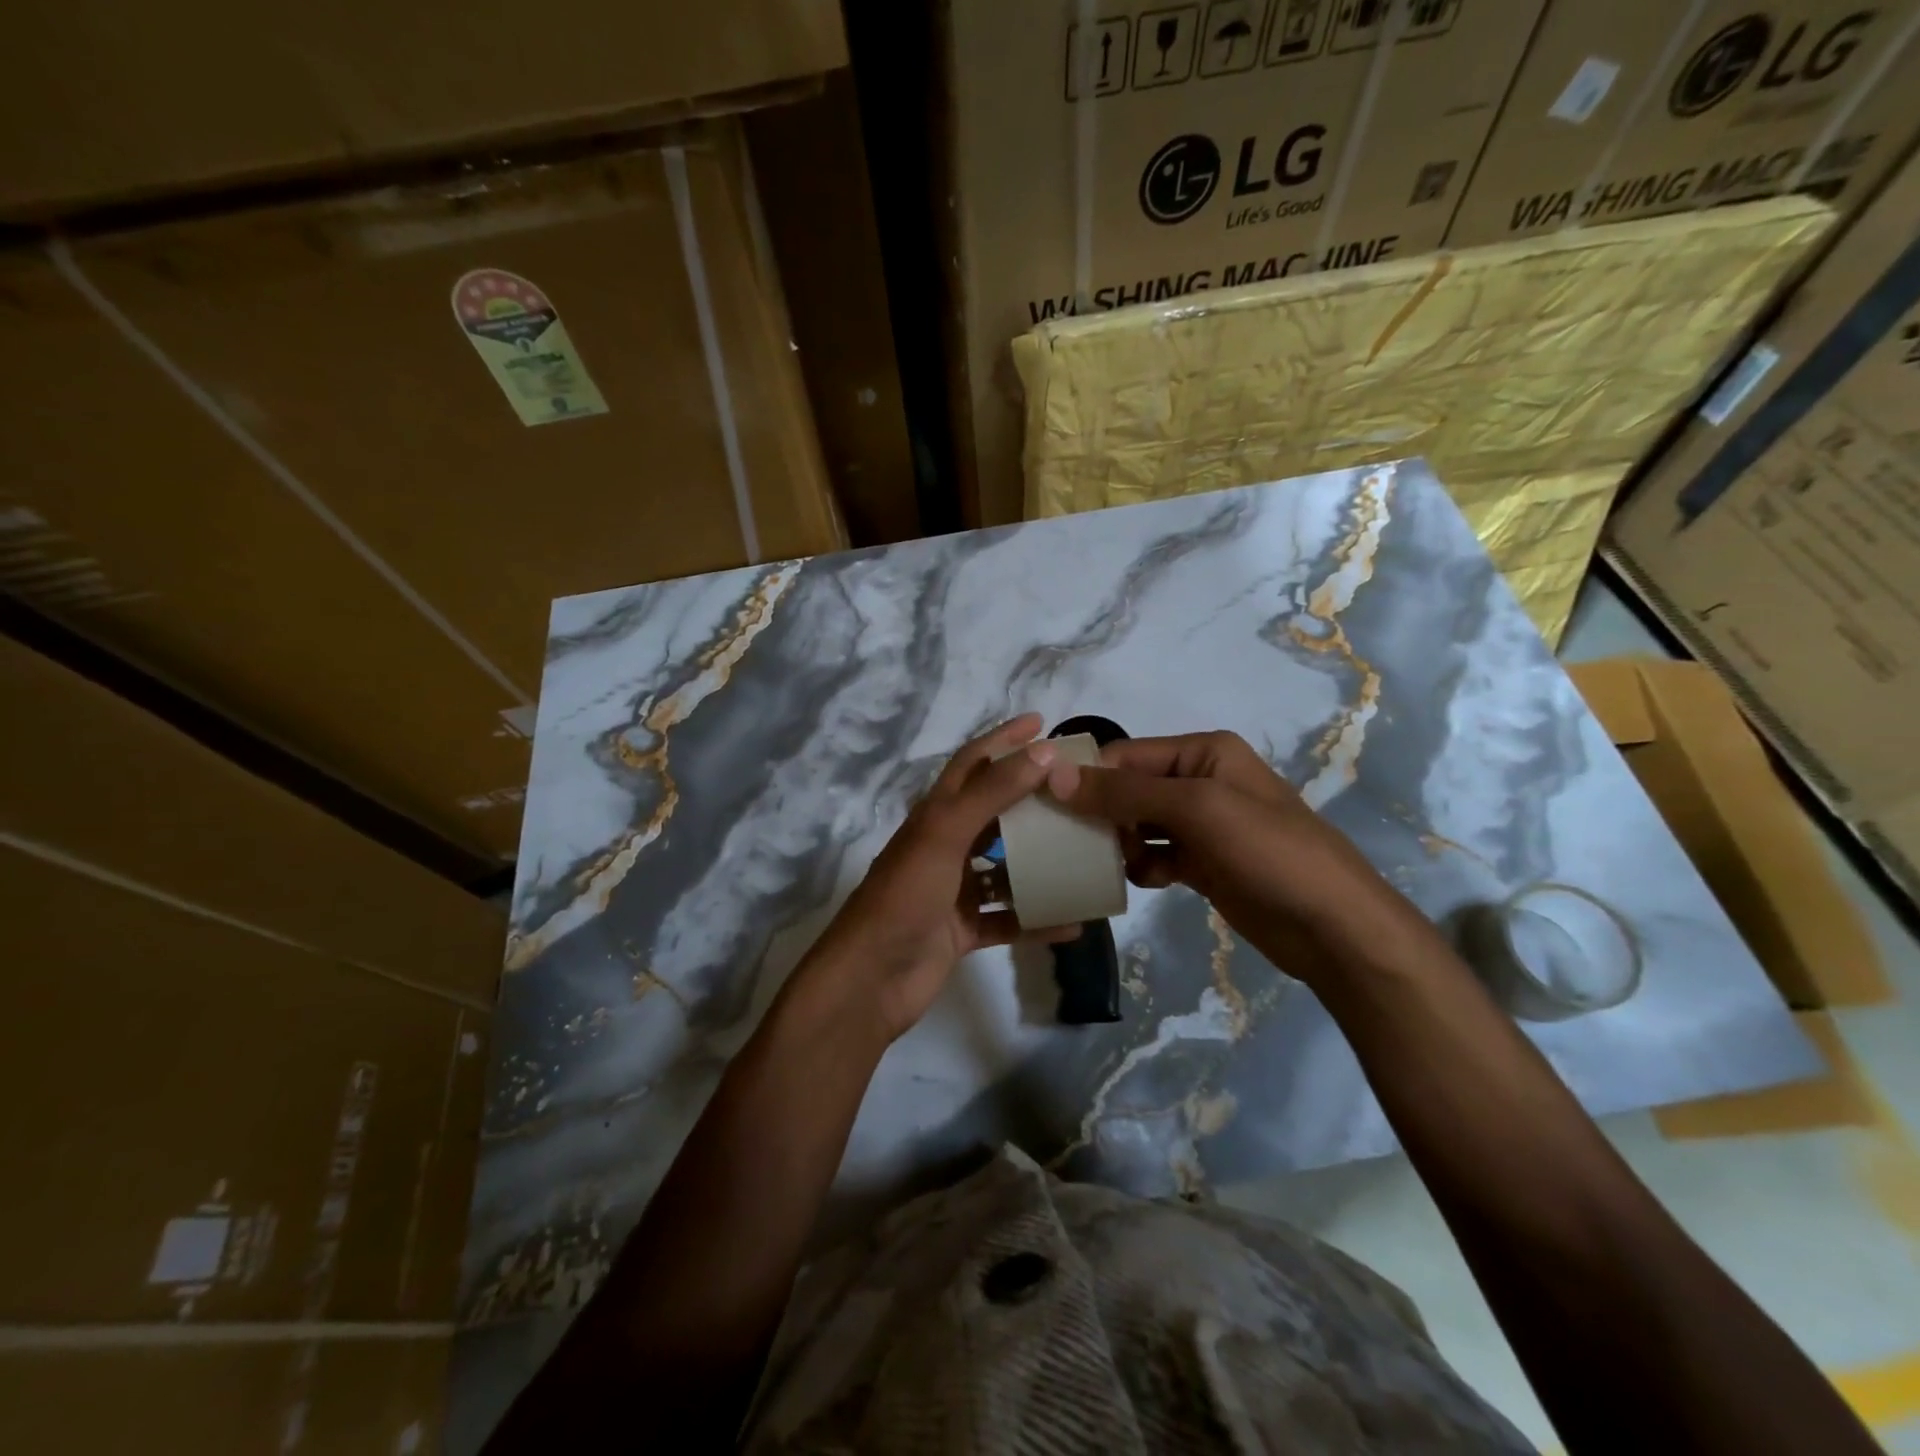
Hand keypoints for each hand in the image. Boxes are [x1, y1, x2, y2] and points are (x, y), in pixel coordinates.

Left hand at [802, 713, 1074, 1043]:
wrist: (870, 978)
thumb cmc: (905, 895)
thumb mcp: (946, 834)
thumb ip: (992, 793)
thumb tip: (1042, 753)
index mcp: (935, 816)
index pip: (972, 764)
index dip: (1003, 739)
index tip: (1041, 723)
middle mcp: (945, 846)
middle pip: (994, 813)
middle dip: (1032, 800)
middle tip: (1078, 791)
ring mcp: (953, 890)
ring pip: (1005, 868)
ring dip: (1040, 862)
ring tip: (1086, 853)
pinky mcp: (961, 930)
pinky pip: (1008, 919)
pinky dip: (1036, 919)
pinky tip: (1074, 921)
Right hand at [1044, 731, 1417, 986]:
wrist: (1334, 927)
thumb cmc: (1268, 852)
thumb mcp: (1196, 810)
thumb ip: (1125, 792)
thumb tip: (1055, 775)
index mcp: (1203, 753)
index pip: (1125, 755)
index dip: (1086, 776)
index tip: (1046, 806)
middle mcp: (1200, 780)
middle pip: (1129, 788)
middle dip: (1099, 812)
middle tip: (1066, 842)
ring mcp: (1203, 825)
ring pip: (1138, 823)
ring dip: (1116, 842)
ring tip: (1099, 864)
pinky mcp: (1205, 863)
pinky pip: (1155, 855)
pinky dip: (1140, 866)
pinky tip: (1136, 882)